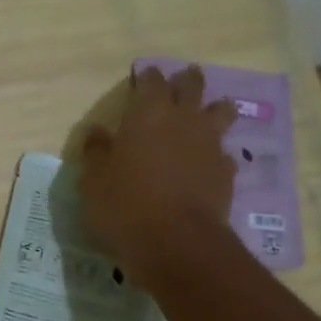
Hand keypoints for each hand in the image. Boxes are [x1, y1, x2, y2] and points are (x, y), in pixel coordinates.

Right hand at [79, 65, 235, 281]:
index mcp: (148, 113)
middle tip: (181, 83)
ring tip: (208, 115)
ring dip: (214, 109)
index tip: (143, 79)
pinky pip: (225, 153)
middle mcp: (184, 119)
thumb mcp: (94, 181)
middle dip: (186, 81)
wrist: (176, 242)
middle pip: (192, 86)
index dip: (147, 78)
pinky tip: (209, 166)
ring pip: (221, 112)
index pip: (151, 80)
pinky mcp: (226, 172)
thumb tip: (97, 133)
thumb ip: (96, 152)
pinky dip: (216, 154)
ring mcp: (210, 144)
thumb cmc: (125, 206)